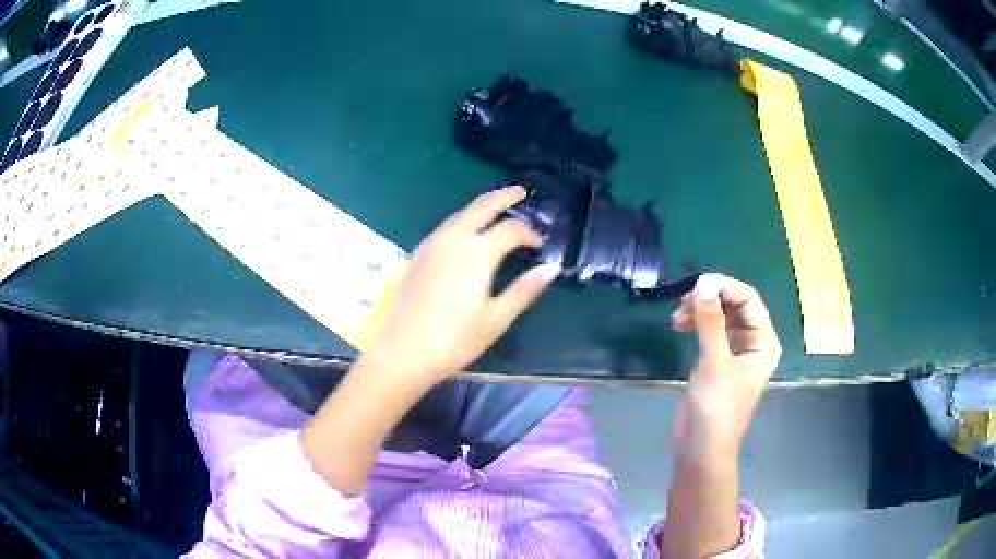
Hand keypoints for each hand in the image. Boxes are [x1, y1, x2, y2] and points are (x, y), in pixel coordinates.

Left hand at [367, 186, 559, 382]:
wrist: (405, 351)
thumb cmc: (456, 339)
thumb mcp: (497, 317)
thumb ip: (525, 289)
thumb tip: (552, 268)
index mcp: (477, 252)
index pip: (511, 229)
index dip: (529, 234)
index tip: (540, 245)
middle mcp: (453, 239)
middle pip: (482, 206)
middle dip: (503, 196)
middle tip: (519, 192)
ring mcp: (431, 244)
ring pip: (460, 214)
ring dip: (480, 207)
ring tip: (495, 208)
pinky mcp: (417, 255)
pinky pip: (445, 227)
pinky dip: (462, 221)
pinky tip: (465, 233)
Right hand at [670, 273, 780, 460]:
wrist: (701, 449)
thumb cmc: (716, 409)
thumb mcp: (715, 363)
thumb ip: (710, 321)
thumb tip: (702, 283)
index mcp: (763, 341)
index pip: (748, 300)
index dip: (724, 287)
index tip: (696, 285)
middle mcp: (753, 342)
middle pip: (735, 305)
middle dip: (711, 299)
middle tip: (683, 303)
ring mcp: (734, 352)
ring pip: (721, 317)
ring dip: (700, 311)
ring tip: (677, 317)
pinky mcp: (717, 361)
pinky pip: (710, 331)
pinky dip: (696, 324)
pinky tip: (680, 326)